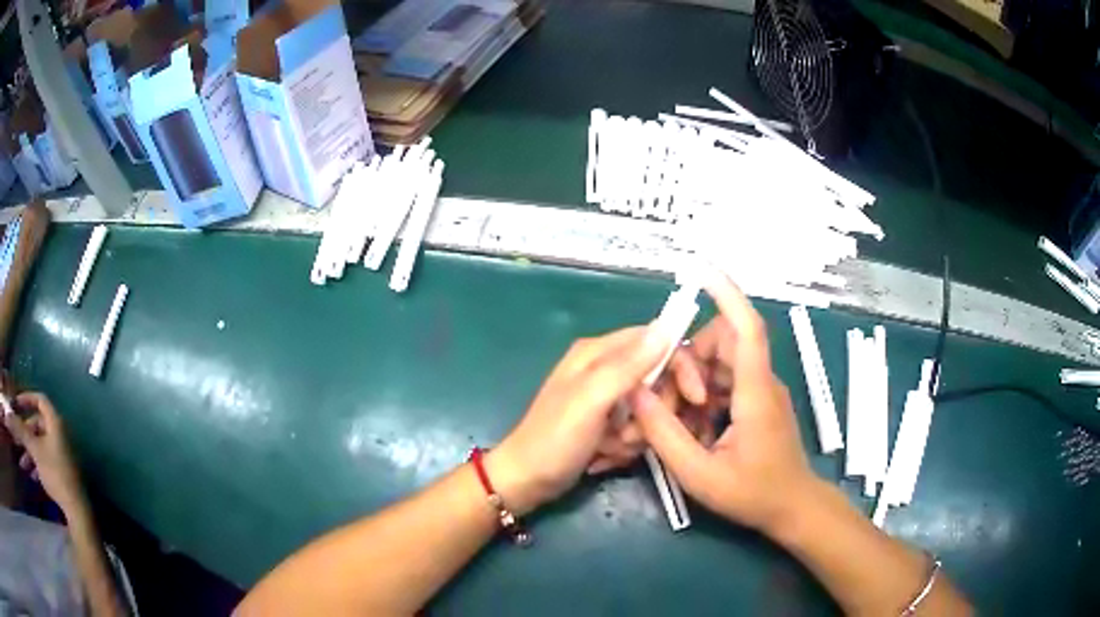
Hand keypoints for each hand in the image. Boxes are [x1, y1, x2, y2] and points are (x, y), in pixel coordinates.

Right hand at [3, 393, 87, 514]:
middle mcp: (61, 434)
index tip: (17, 404)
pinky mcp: (64, 472)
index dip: (27, 398)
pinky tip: (32, 476)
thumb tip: (9, 414)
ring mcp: (63, 454)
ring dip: (30, 453)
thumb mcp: (35, 450)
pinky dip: (37, 465)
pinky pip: (46, 461)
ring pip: (40, 446)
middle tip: (18, 441)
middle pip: (38, 426)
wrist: (77, 511)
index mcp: (56, 423)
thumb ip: (21, 431)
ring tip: (23, 465)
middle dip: (26, 435)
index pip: (40, 400)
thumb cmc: (55, 474)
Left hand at [488, 326, 667, 514]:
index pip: (656, 341)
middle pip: (657, 379)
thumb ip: (629, 365)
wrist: (526, 481)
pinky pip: (636, 429)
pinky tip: (604, 456)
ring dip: (637, 435)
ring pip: (650, 410)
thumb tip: (666, 328)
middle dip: (653, 413)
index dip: (680, 365)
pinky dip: (626, 446)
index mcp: (599, 352)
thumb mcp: (592, 400)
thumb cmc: (555, 439)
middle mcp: (604, 369)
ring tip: (609, 447)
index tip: (696, 398)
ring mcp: (606, 398)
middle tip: (630, 433)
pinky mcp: (607, 423)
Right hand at [632, 274, 819, 532]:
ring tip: (680, 421)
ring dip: (695, 381)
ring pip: (722, 362)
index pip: (747, 329)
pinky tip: (695, 427)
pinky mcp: (758, 402)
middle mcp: (762, 382)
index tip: (703, 270)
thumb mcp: (699, 474)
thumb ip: (665, 434)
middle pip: (725, 343)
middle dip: (691, 359)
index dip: (727, 295)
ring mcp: (762, 391)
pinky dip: (705, 395)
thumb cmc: (753, 495)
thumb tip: (638, 391)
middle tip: (670, 400)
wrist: (793, 509)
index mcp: (754, 393)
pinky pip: (726, 382)